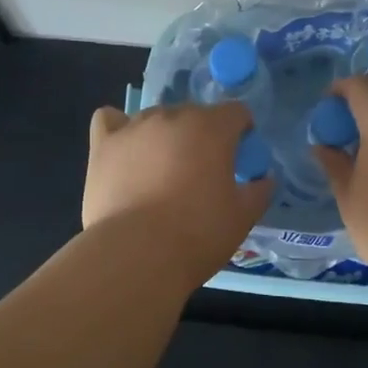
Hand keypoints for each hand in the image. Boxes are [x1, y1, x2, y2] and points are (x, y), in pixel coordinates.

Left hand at [83, 102, 273, 284]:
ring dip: (165, 136)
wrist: (136, 254)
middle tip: (201, 173)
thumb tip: (264, 179)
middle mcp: (172, 116)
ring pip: (155, 118)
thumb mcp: (242, 217)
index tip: (240, 159)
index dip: (242, 132)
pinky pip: (110, 120)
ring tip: (161, 171)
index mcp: (212, 128)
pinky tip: (125, 150)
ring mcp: (134, 127)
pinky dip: (119, 129)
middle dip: (202, 136)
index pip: (236, 112)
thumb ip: (259, 191)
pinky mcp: (103, 145)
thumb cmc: (198, 234)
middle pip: (194, 114)